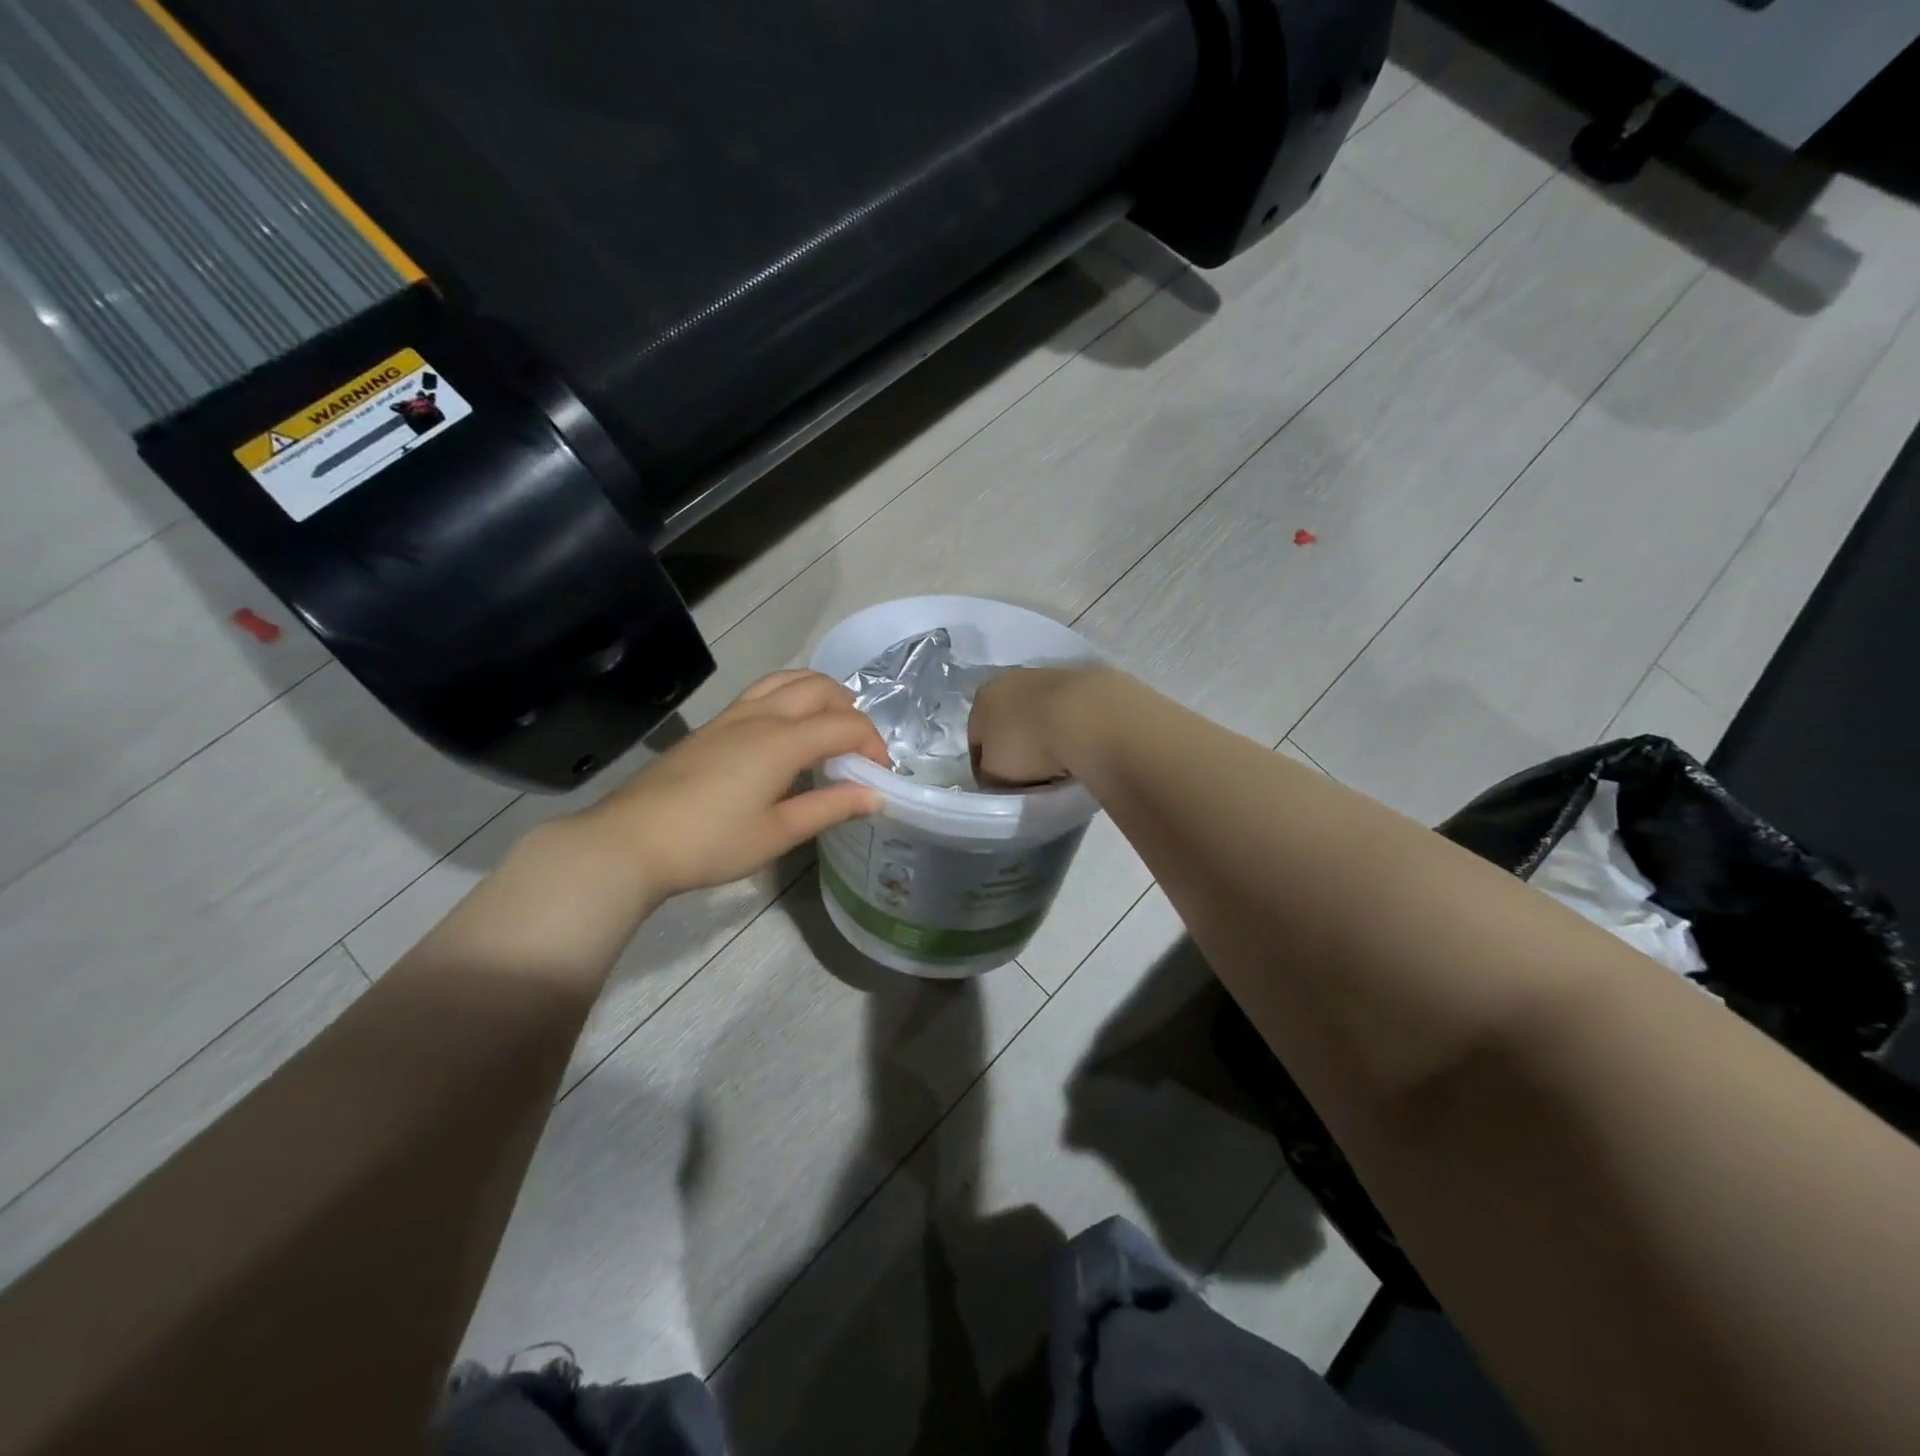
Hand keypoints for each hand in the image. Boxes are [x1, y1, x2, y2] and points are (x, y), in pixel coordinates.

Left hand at [577, 671, 888, 898]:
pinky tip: (786, 734)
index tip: (881, 777)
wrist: (631, 841)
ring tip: (829, 729)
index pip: (847, 725)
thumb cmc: (711, 843)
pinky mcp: (712, 725)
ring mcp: (732, 715)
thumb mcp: (778, 832)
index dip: (873, 746)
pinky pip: (763, 692)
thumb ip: (831, 808)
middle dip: (851, 711)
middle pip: (820, 688)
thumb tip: (877, 796)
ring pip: (788, 680)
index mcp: (783, 740)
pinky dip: (791, 698)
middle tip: (858, 750)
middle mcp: (761, 715)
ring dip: (820, 695)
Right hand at [969, 667, 1107, 786]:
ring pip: (1038, 716)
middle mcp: (1012, 680)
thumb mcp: (994, 772)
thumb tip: (994, 774)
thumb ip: (988, 773)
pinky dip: (1068, 730)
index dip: (984, 766)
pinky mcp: (1083, 681)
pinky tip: (1078, 748)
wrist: (1088, 716)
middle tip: (1027, 775)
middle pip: (1008, 723)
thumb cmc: (1028, 744)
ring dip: (1043, 736)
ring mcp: (1049, 676)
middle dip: (1015, 746)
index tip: (998, 786)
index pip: (976, 739)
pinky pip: (1067, 715)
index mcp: (983, 697)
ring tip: (1057, 764)